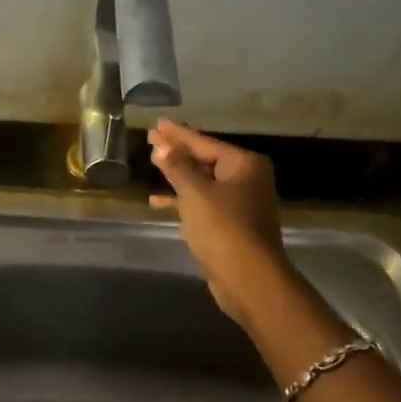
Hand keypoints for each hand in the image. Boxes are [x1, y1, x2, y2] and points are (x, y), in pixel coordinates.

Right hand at [147, 120, 291, 325]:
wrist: (248, 278)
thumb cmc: (223, 228)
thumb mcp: (195, 193)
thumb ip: (177, 167)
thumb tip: (163, 146)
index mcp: (244, 164)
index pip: (204, 142)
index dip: (178, 134)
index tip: (157, 123)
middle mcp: (247, 179)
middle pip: (205, 160)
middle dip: (178, 152)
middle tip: (152, 140)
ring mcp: (241, 203)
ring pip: (203, 182)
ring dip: (178, 176)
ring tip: (153, 165)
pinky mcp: (231, 225)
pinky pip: (203, 203)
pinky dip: (183, 201)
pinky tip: (158, 202)